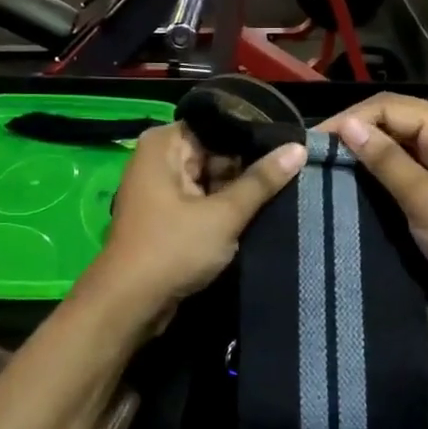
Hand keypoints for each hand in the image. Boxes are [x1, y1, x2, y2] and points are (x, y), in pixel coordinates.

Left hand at [80, 123, 305, 325]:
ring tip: (286, 188)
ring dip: (239, 190)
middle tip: (295, 169)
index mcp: (164, 144)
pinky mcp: (167, 216)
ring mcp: (162, 189)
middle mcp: (159, 159)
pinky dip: (224, 208)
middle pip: (215, 151)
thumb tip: (297, 148)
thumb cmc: (173, 249)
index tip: (290, 143)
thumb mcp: (224, 214)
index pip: (217, 125)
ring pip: (211, 178)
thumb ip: (261, 181)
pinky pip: (202, 201)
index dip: (253, 135)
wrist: (130, 303)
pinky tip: (258, 212)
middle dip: (249, 165)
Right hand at [319, 95, 427, 325]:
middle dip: (354, 135)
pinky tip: (349, 191)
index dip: (351, 119)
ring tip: (324, 172)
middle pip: (391, 124)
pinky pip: (399, 177)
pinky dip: (375, 180)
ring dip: (362, 158)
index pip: (390, 107)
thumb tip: (347, 125)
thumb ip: (386, 161)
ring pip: (393, 150)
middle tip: (314, 158)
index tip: (313, 143)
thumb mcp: (425, 198)